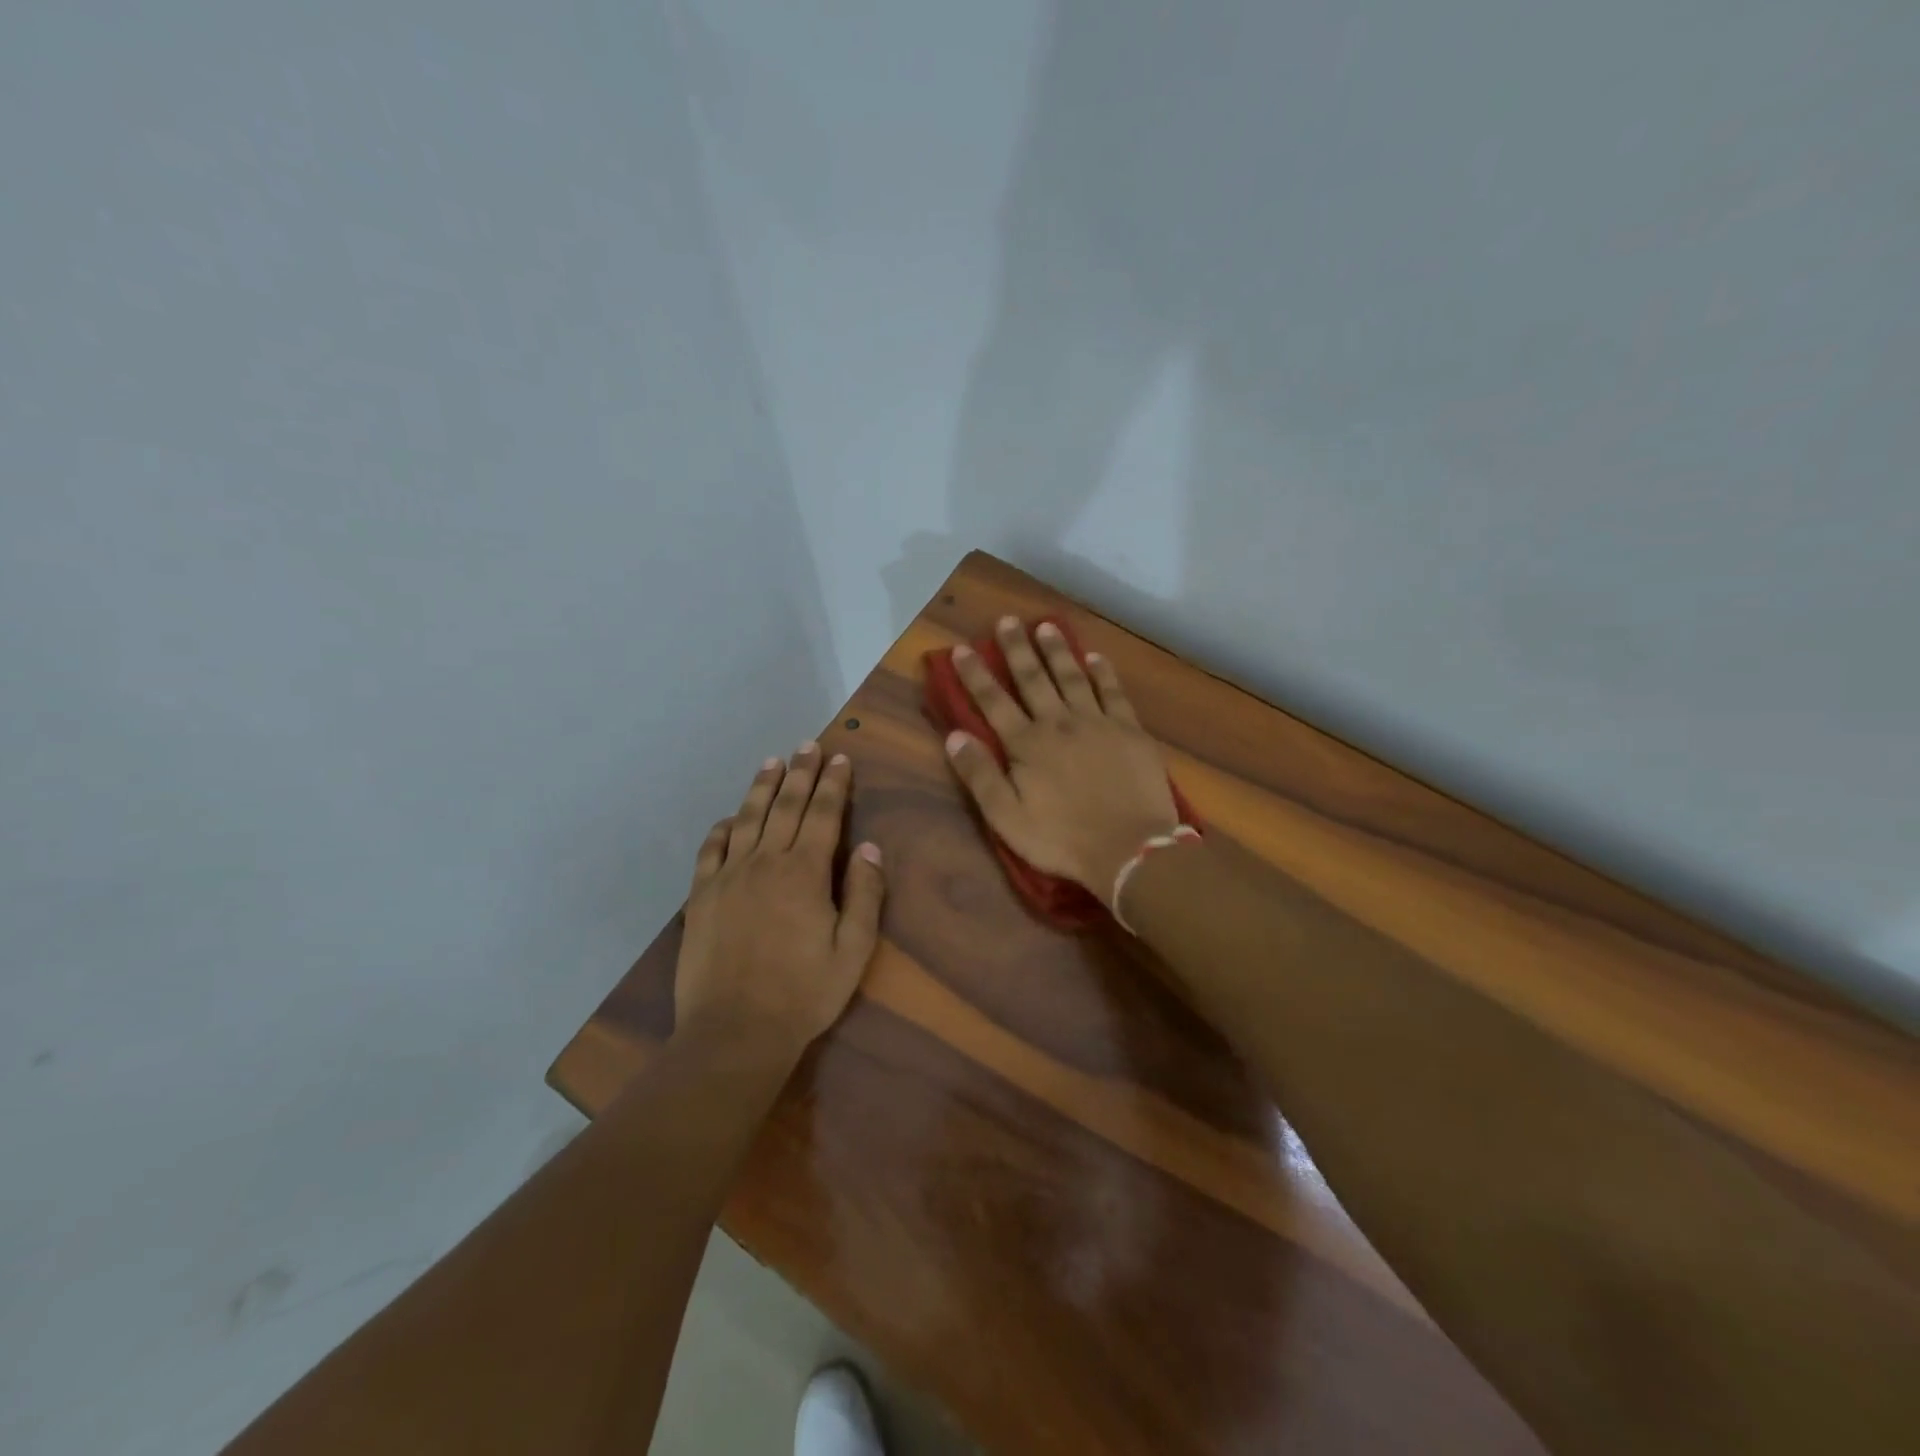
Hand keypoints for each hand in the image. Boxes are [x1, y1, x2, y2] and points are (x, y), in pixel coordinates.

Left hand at [673, 744, 886, 1059]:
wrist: (735, 1030)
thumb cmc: (804, 993)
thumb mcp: (853, 950)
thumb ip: (864, 895)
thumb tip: (869, 847)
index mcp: (805, 872)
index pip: (823, 815)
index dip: (833, 784)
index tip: (840, 758)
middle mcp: (765, 862)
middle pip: (785, 806)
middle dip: (800, 773)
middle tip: (808, 746)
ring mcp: (728, 877)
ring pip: (747, 819)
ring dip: (762, 788)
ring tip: (772, 762)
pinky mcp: (701, 896)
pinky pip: (711, 849)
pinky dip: (722, 828)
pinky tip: (730, 817)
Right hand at [943, 617, 1180, 898]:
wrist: (1130, 849)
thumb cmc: (1062, 839)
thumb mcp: (1007, 818)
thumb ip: (980, 775)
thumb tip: (954, 736)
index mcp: (1027, 745)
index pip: (994, 702)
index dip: (975, 675)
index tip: (961, 649)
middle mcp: (1059, 723)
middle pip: (1033, 679)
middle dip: (1017, 649)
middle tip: (1007, 620)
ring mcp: (1097, 723)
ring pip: (1072, 677)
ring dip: (1057, 651)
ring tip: (1045, 626)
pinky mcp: (1129, 730)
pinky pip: (1113, 692)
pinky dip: (1103, 673)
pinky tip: (1095, 657)